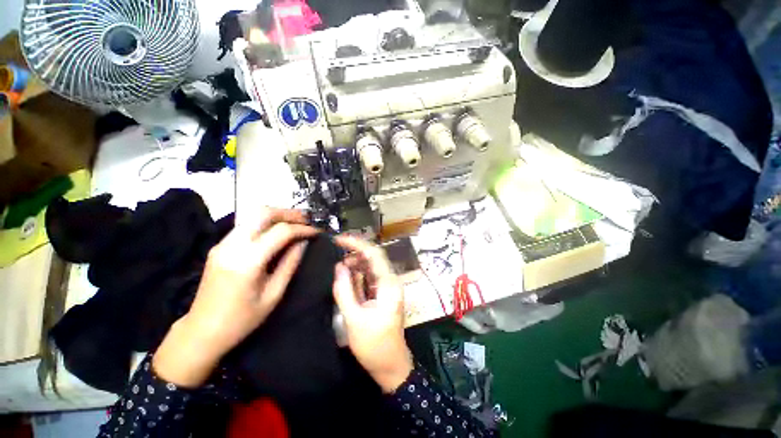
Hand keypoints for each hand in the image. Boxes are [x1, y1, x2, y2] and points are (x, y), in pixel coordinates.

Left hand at [153, 208, 318, 386]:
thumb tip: (304, 242)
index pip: (281, 232)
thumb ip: (290, 264)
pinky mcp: (219, 246)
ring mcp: (222, 244)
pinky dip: (266, 223)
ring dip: (277, 215)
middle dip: (289, 213)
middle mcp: (232, 246)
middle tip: (307, 220)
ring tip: (296, 223)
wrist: (202, 331)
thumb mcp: (274, 294)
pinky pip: (246, 225)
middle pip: (263, 213)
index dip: (302, 229)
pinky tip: (277, 232)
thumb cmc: (243, 319)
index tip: (317, 232)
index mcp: (247, 261)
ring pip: (253, 215)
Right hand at [332, 236, 413, 392]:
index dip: (356, 244)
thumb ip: (345, 291)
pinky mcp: (382, 293)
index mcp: (388, 284)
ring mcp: (387, 287)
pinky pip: (369, 277)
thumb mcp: (354, 319)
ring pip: (370, 266)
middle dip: (354, 252)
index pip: (374, 254)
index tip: (338, 239)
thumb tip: (338, 266)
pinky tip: (346, 276)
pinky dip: (357, 273)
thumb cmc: (374, 345)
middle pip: (373, 257)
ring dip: (355, 263)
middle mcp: (390, 281)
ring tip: (339, 267)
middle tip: (335, 253)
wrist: (391, 365)